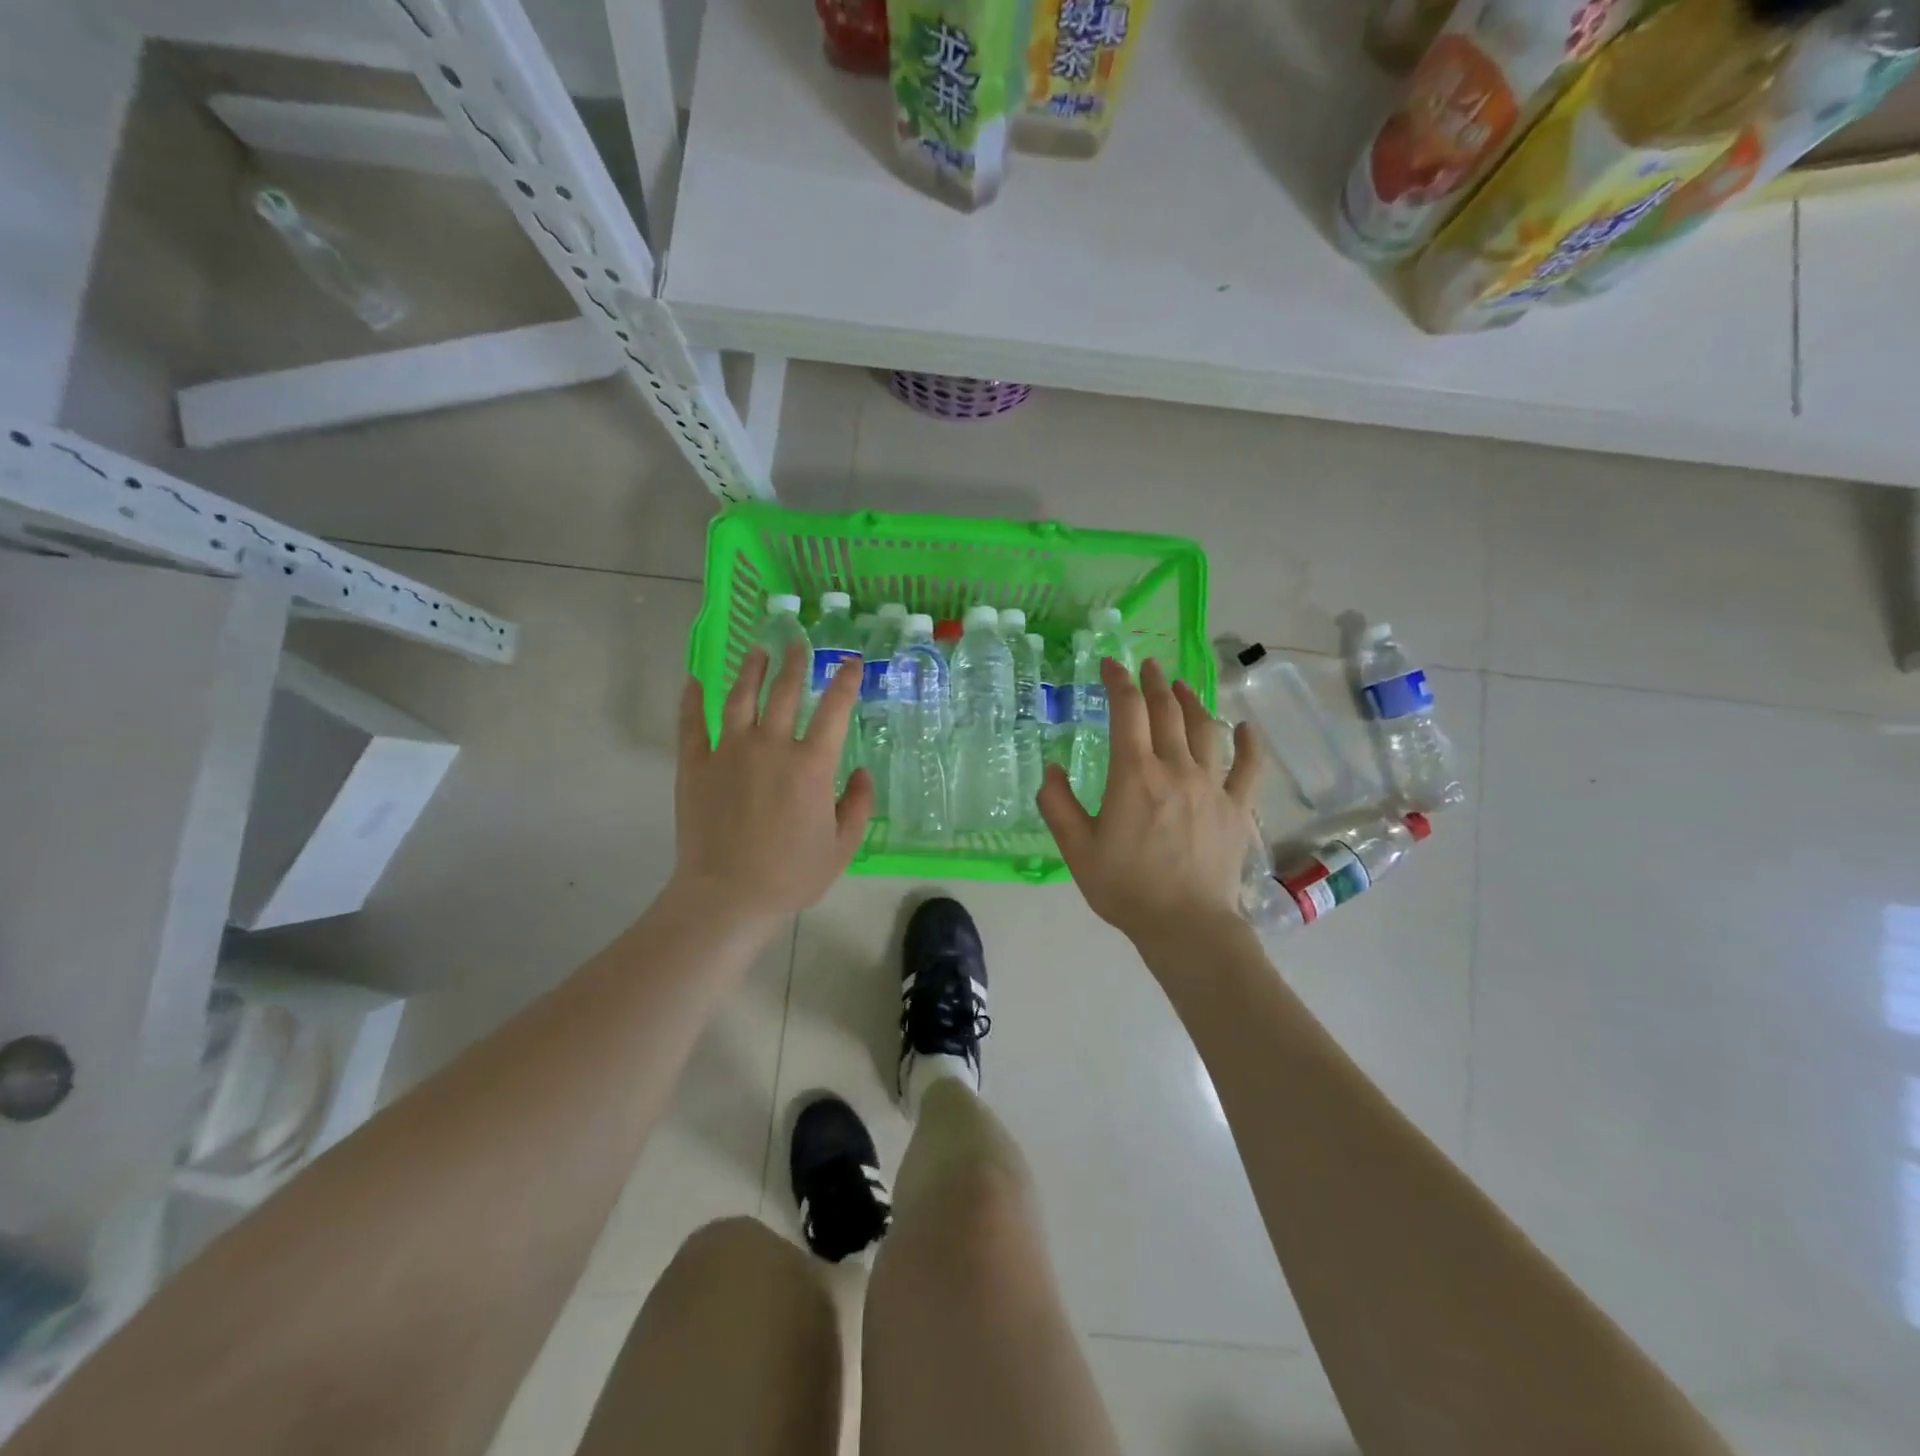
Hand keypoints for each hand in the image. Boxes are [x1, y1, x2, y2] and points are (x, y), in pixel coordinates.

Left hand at [669, 646, 873, 924]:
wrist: (727, 896)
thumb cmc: (791, 875)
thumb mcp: (842, 846)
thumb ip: (858, 805)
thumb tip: (862, 772)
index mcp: (811, 765)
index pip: (834, 710)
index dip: (845, 682)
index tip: (851, 662)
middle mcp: (771, 746)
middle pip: (785, 691)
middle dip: (795, 662)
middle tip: (797, 642)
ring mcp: (728, 751)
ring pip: (740, 697)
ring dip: (751, 669)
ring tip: (757, 651)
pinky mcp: (695, 764)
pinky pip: (692, 723)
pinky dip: (692, 699)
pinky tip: (695, 680)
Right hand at [1038, 656, 1262, 948]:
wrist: (1185, 925)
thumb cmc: (1126, 887)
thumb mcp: (1076, 849)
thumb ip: (1057, 805)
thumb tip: (1052, 769)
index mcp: (1135, 774)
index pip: (1127, 711)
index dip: (1118, 681)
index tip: (1110, 664)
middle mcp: (1176, 768)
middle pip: (1168, 712)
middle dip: (1154, 683)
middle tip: (1147, 667)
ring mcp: (1212, 786)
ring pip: (1206, 729)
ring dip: (1192, 702)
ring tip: (1182, 687)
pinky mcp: (1238, 808)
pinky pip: (1249, 767)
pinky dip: (1249, 744)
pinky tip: (1246, 728)